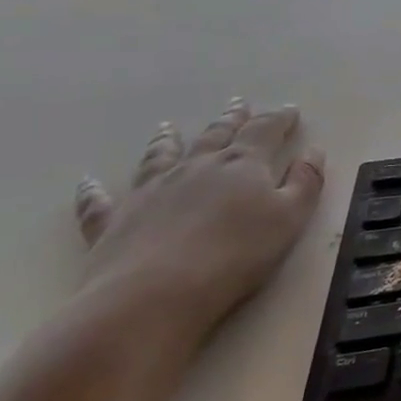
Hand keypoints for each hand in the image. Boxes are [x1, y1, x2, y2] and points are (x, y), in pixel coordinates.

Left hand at [73, 100, 324, 343]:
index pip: (265, 131)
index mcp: (243, 164)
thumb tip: (312, 152)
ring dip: (167, 140)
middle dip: (231, 119)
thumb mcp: (291, 218)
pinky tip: (88, 182)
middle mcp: (196, 167)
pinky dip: (94, 191)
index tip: (289, 110)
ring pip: (160, 157)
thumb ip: (306, 182)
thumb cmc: (236, 255)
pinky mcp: (113, 221)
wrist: (152, 296)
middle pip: (216, 135)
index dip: (279, 118)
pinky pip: (100, 201)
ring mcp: (150, 191)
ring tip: (167, 127)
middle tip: (238, 104)